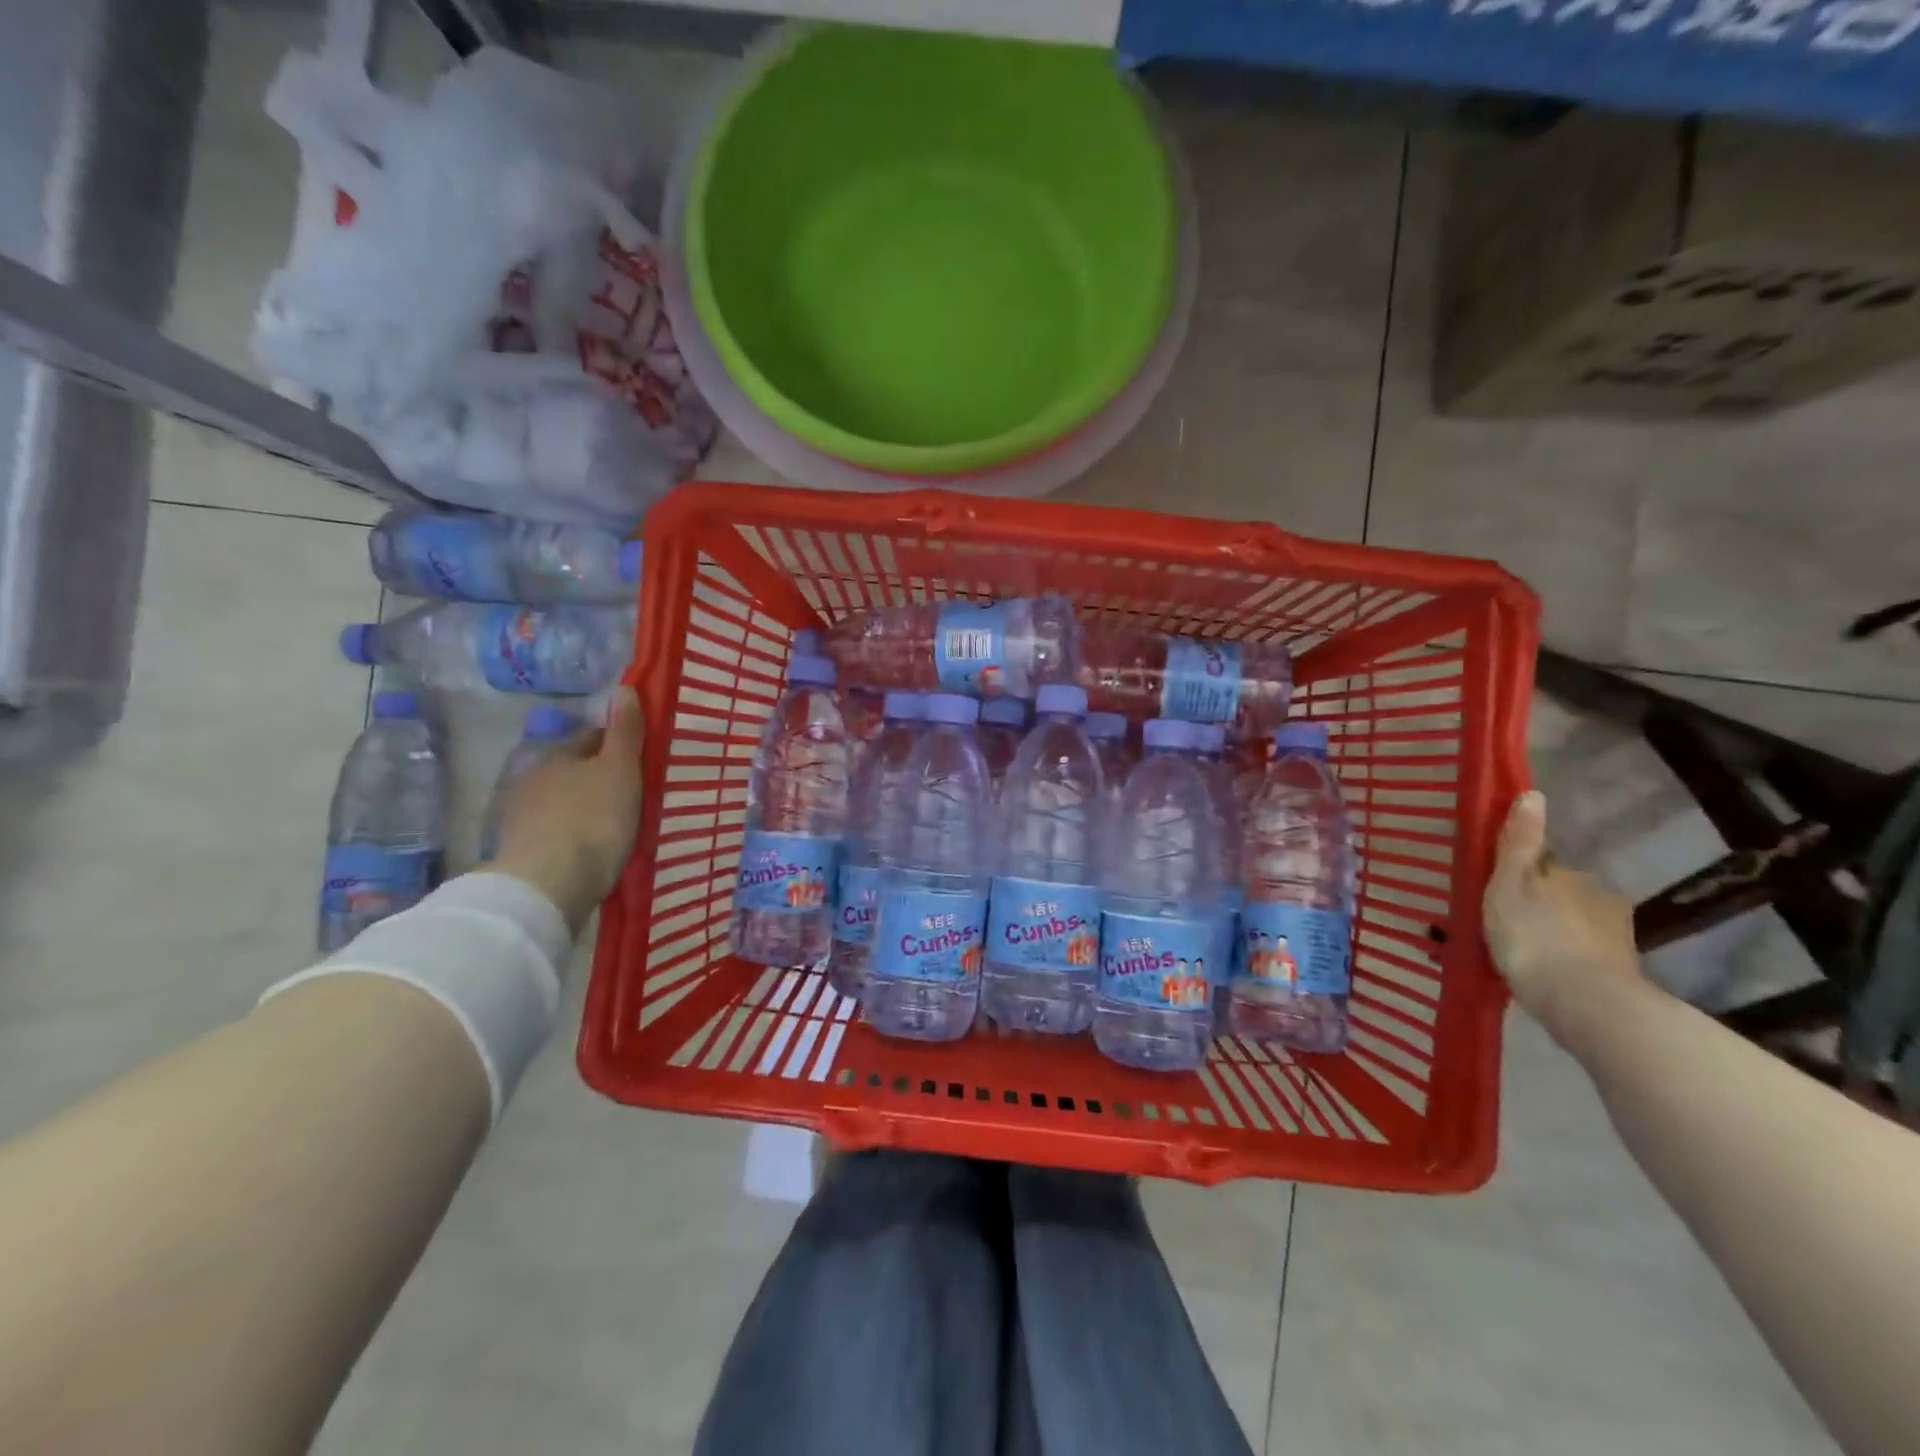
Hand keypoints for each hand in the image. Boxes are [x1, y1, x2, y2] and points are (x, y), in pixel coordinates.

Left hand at [489, 687, 643, 932]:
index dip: (617, 744)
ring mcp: (521, 818)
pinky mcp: (520, 853)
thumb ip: (624, 732)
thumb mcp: (619, 770)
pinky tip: (590, 848)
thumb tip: (624, 688)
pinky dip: (572, 835)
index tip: (640, 758)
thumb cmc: (592, 819)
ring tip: (614, 824)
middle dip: (598, 777)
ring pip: (562, 802)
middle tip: (631, 792)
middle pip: (574, 770)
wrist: (548, 885)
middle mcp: (532, 779)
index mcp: (557, 756)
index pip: (591, 738)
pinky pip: (555, 833)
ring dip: (584, 807)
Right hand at [1483, 790, 1645, 1044]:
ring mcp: (1616, 938)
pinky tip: (1546, 976)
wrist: (1584, 1004)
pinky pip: (1584, 957)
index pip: (1543, 864)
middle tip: (1504, 925)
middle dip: (1539, 905)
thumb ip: (1519, 842)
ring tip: (1522, 955)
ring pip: (1574, 926)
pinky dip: (1566, 961)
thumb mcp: (1510, 884)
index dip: (1519, 874)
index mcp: (1572, 876)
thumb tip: (1533, 793)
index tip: (1497, 890)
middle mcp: (1601, 899)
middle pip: (1561, 894)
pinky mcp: (1620, 973)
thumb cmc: (1534, 936)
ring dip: (1554, 934)